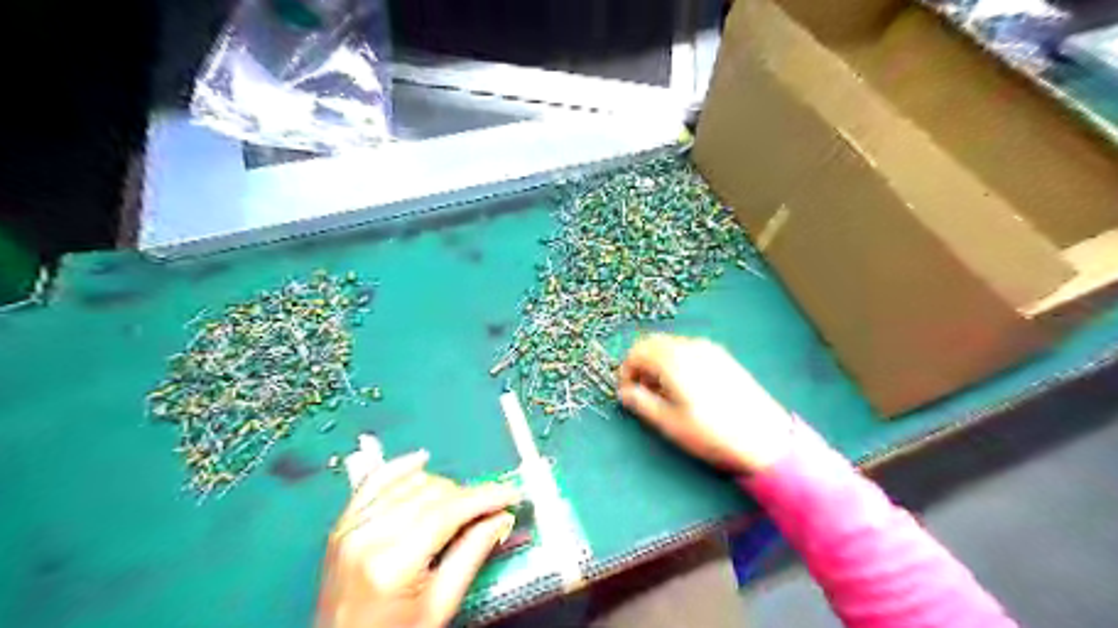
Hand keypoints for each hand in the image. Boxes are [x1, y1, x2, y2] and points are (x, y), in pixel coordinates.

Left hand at [316, 452, 520, 627]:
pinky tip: (421, 461)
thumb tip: (501, 517)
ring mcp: (351, 526)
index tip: (510, 494)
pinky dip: (401, 468)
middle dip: (467, 496)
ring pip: (411, 483)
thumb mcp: (440, 606)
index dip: (485, 498)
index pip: (448, 512)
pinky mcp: (344, 523)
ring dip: (442, 487)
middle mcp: (368, 535)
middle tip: (490, 508)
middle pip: (432, 493)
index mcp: (392, 563)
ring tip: (460, 504)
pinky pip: (376, 480)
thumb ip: (471, 554)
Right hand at [621, 337, 792, 473]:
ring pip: (670, 345)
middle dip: (640, 363)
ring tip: (662, 392)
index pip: (636, 351)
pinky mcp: (722, 356)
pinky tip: (684, 385)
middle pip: (652, 342)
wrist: (765, 436)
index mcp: (673, 360)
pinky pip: (688, 349)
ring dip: (657, 361)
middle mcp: (689, 347)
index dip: (625, 370)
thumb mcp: (670, 423)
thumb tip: (625, 392)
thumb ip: (642, 403)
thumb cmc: (712, 433)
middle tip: (641, 391)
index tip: (626, 392)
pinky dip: (675, 360)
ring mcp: (708, 349)